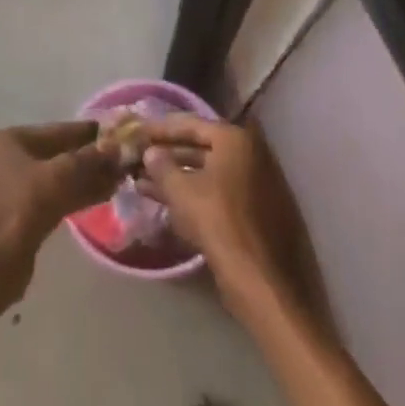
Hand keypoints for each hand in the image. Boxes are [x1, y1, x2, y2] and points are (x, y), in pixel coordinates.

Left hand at [0, 122, 120, 301]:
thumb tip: (115, 146)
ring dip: (86, 178)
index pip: (55, 131)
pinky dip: (75, 194)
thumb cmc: (27, 204)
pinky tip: (104, 195)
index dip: (86, 132)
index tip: (112, 131)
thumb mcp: (62, 174)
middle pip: (55, 154)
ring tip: (118, 178)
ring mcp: (10, 186)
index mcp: (8, 140)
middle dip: (88, 159)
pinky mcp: (18, 212)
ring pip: (55, 177)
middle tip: (119, 159)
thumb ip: (89, 157)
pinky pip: (51, 195)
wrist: (0, 260)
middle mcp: (5, 158)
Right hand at [139, 116, 324, 318]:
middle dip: (170, 155)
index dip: (162, 129)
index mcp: (236, 140)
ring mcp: (259, 184)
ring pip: (210, 174)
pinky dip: (196, 195)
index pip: (193, 124)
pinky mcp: (259, 211)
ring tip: (144, 184)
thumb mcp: (182, 192)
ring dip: (179, 178)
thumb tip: (151, 153)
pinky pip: (220, 193)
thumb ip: (163, 167)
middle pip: (203, 148)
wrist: (264, 280)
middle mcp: (252, 154)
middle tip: (141, 159)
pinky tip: (170, 207)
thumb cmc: (219, 223)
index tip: (140, 133)